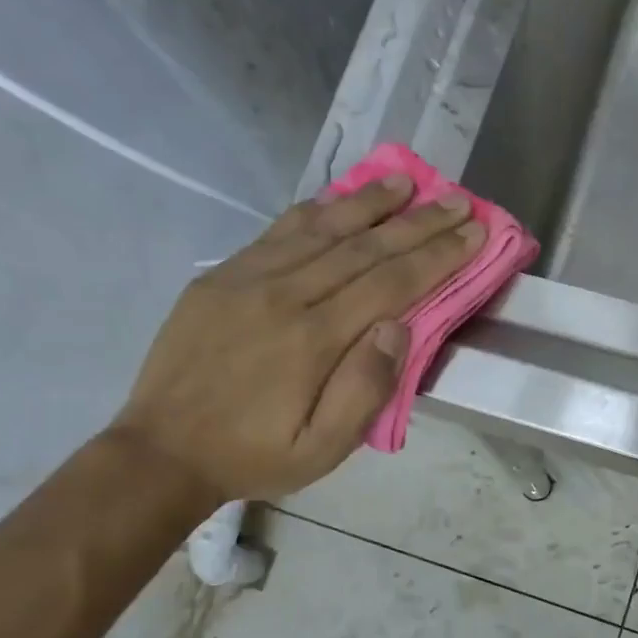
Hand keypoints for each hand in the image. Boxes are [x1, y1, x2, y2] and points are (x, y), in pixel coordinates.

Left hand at [110, 176, 483, 510]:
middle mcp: (284, 296)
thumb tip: (399, 328)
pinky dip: (315, 210)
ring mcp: (247, 279)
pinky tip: (337, 198)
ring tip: (406, 181)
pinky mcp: (221, 276)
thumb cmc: (254, 456)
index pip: (390, 283)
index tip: (474, 230)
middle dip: (418, 222)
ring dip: (369, 202)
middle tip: (458, 199)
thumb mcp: (322, 450)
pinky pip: (277, 232)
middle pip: (364, 247)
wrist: (162, 451)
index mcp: (314, 340)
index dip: (437, 255)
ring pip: (321, 228)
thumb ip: (365, 390)